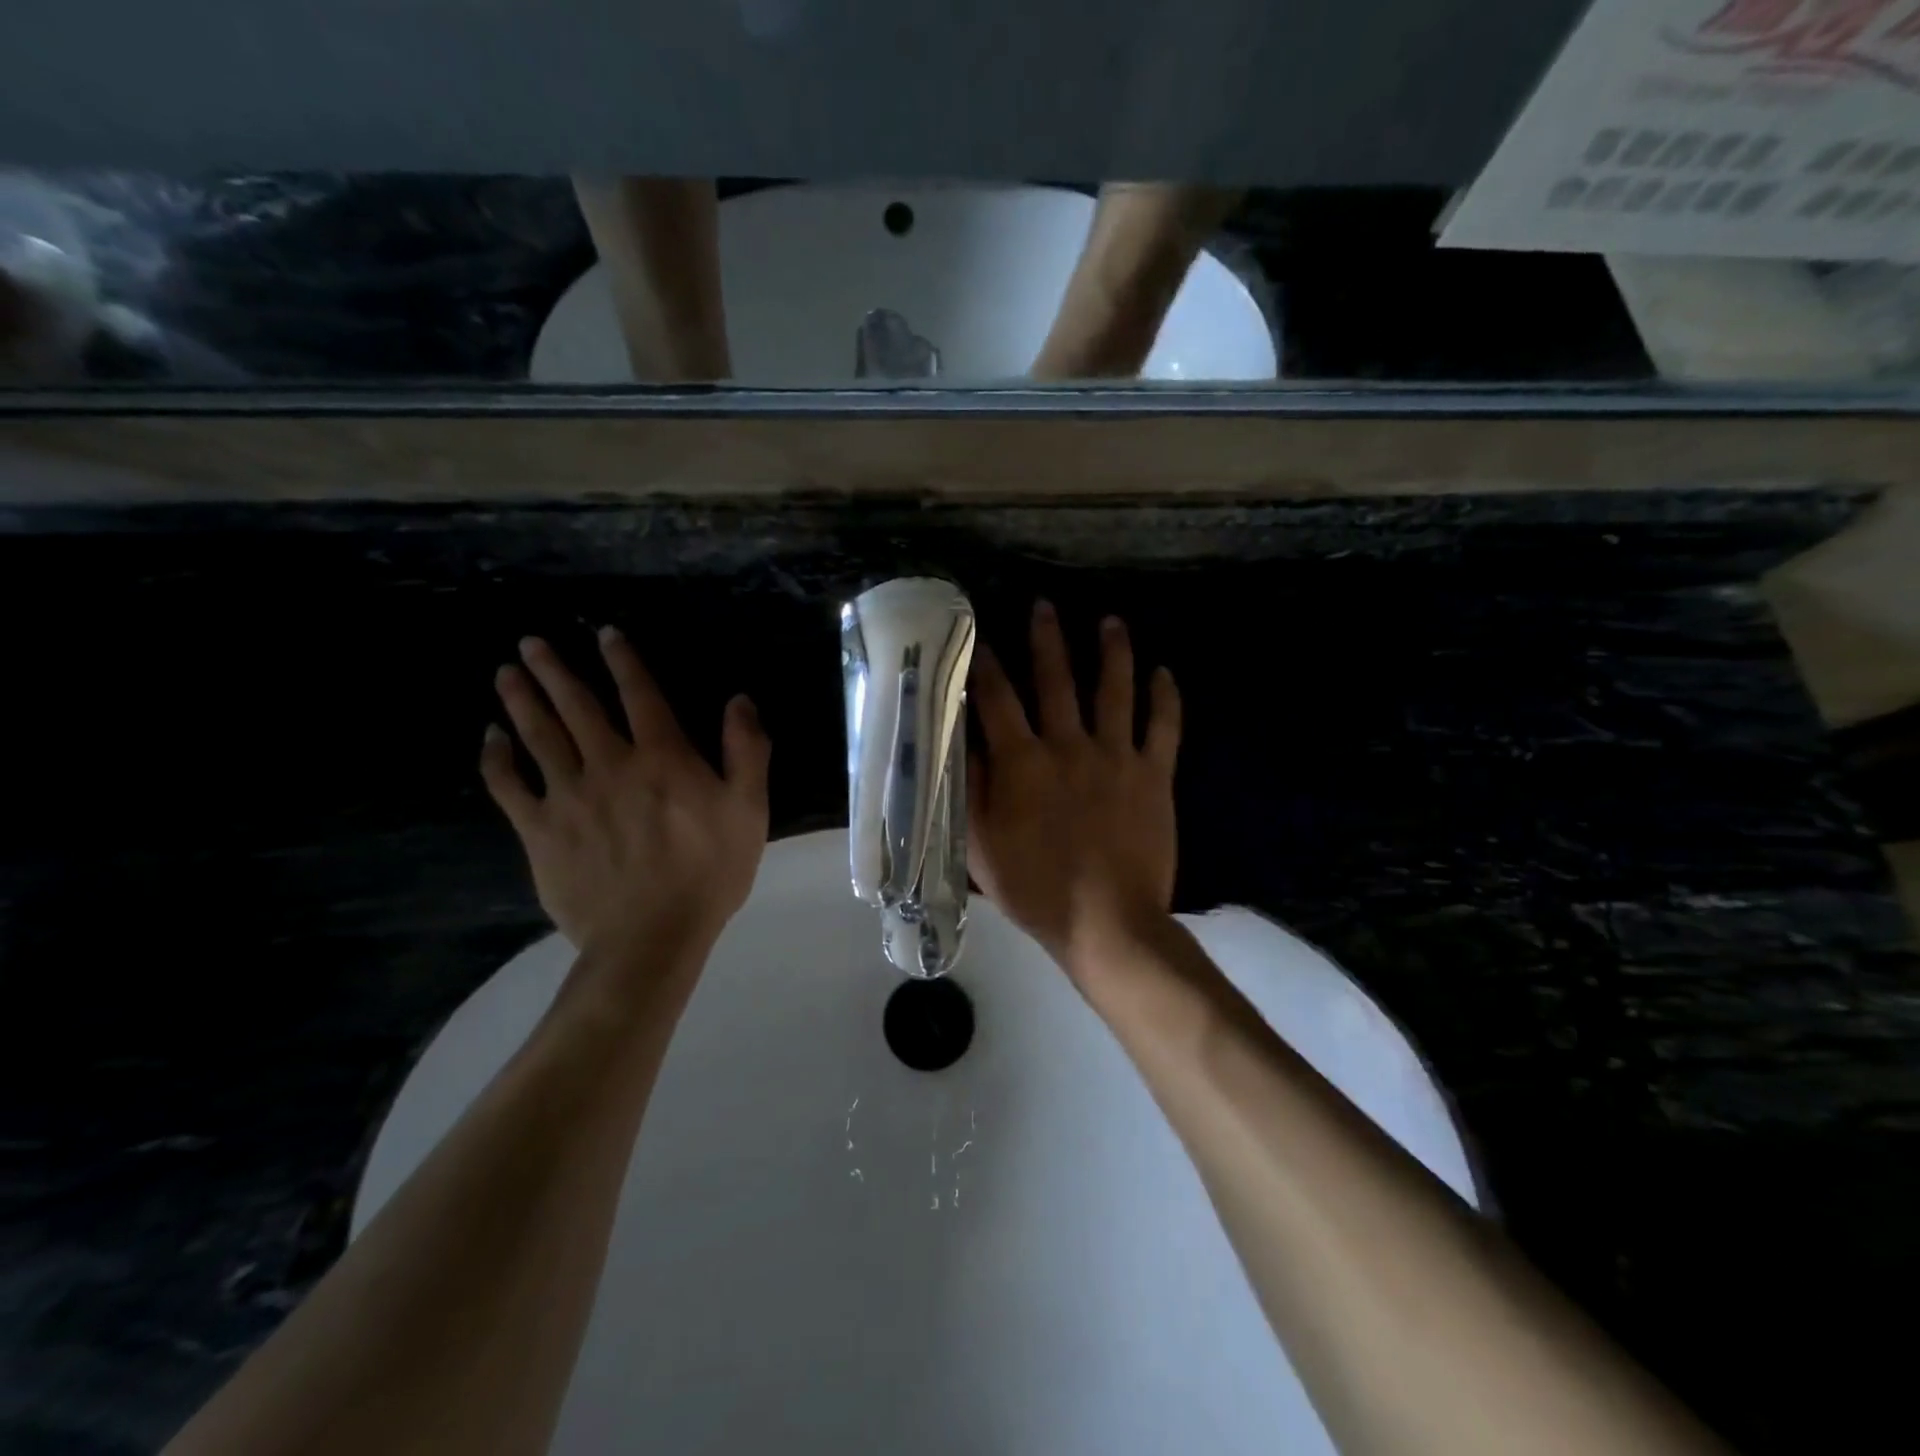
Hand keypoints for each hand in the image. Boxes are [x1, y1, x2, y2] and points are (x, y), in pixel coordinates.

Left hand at [481, 629, 770, 968]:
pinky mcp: (540, 831)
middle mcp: (610, 764)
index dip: (623, 660)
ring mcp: (569, 796)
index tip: (605, 633)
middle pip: (577, 706)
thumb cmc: (709, 872)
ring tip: (506, 672)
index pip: (640, 694)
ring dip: (521, 700)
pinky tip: (490, 739)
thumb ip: (747, 751)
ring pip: (538, 736)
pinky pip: (510, 786)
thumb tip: (740, 700)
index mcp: (663, 757)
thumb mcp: (749, 809)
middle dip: (554, 669)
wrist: (652, 937)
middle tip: (531, 642)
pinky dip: (497, 759)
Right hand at [968, 602, 1180, 979]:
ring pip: (1114, 691)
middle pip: (1057, 680)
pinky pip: (1163, 727)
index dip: (984, 664)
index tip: (978, 637)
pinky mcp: (1153, 775)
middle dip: (1047, 640)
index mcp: (1023, 761)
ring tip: (1111, 622)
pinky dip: (1165, 698)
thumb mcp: (979, 843)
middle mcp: (1069, 745)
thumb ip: (969, 786)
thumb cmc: (1035, 887)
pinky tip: (1164, 673)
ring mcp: (1116, 756)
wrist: (1107, 922)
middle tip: (1044, 605)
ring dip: (1112, 653)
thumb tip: (960, 738)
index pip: (997, 699)